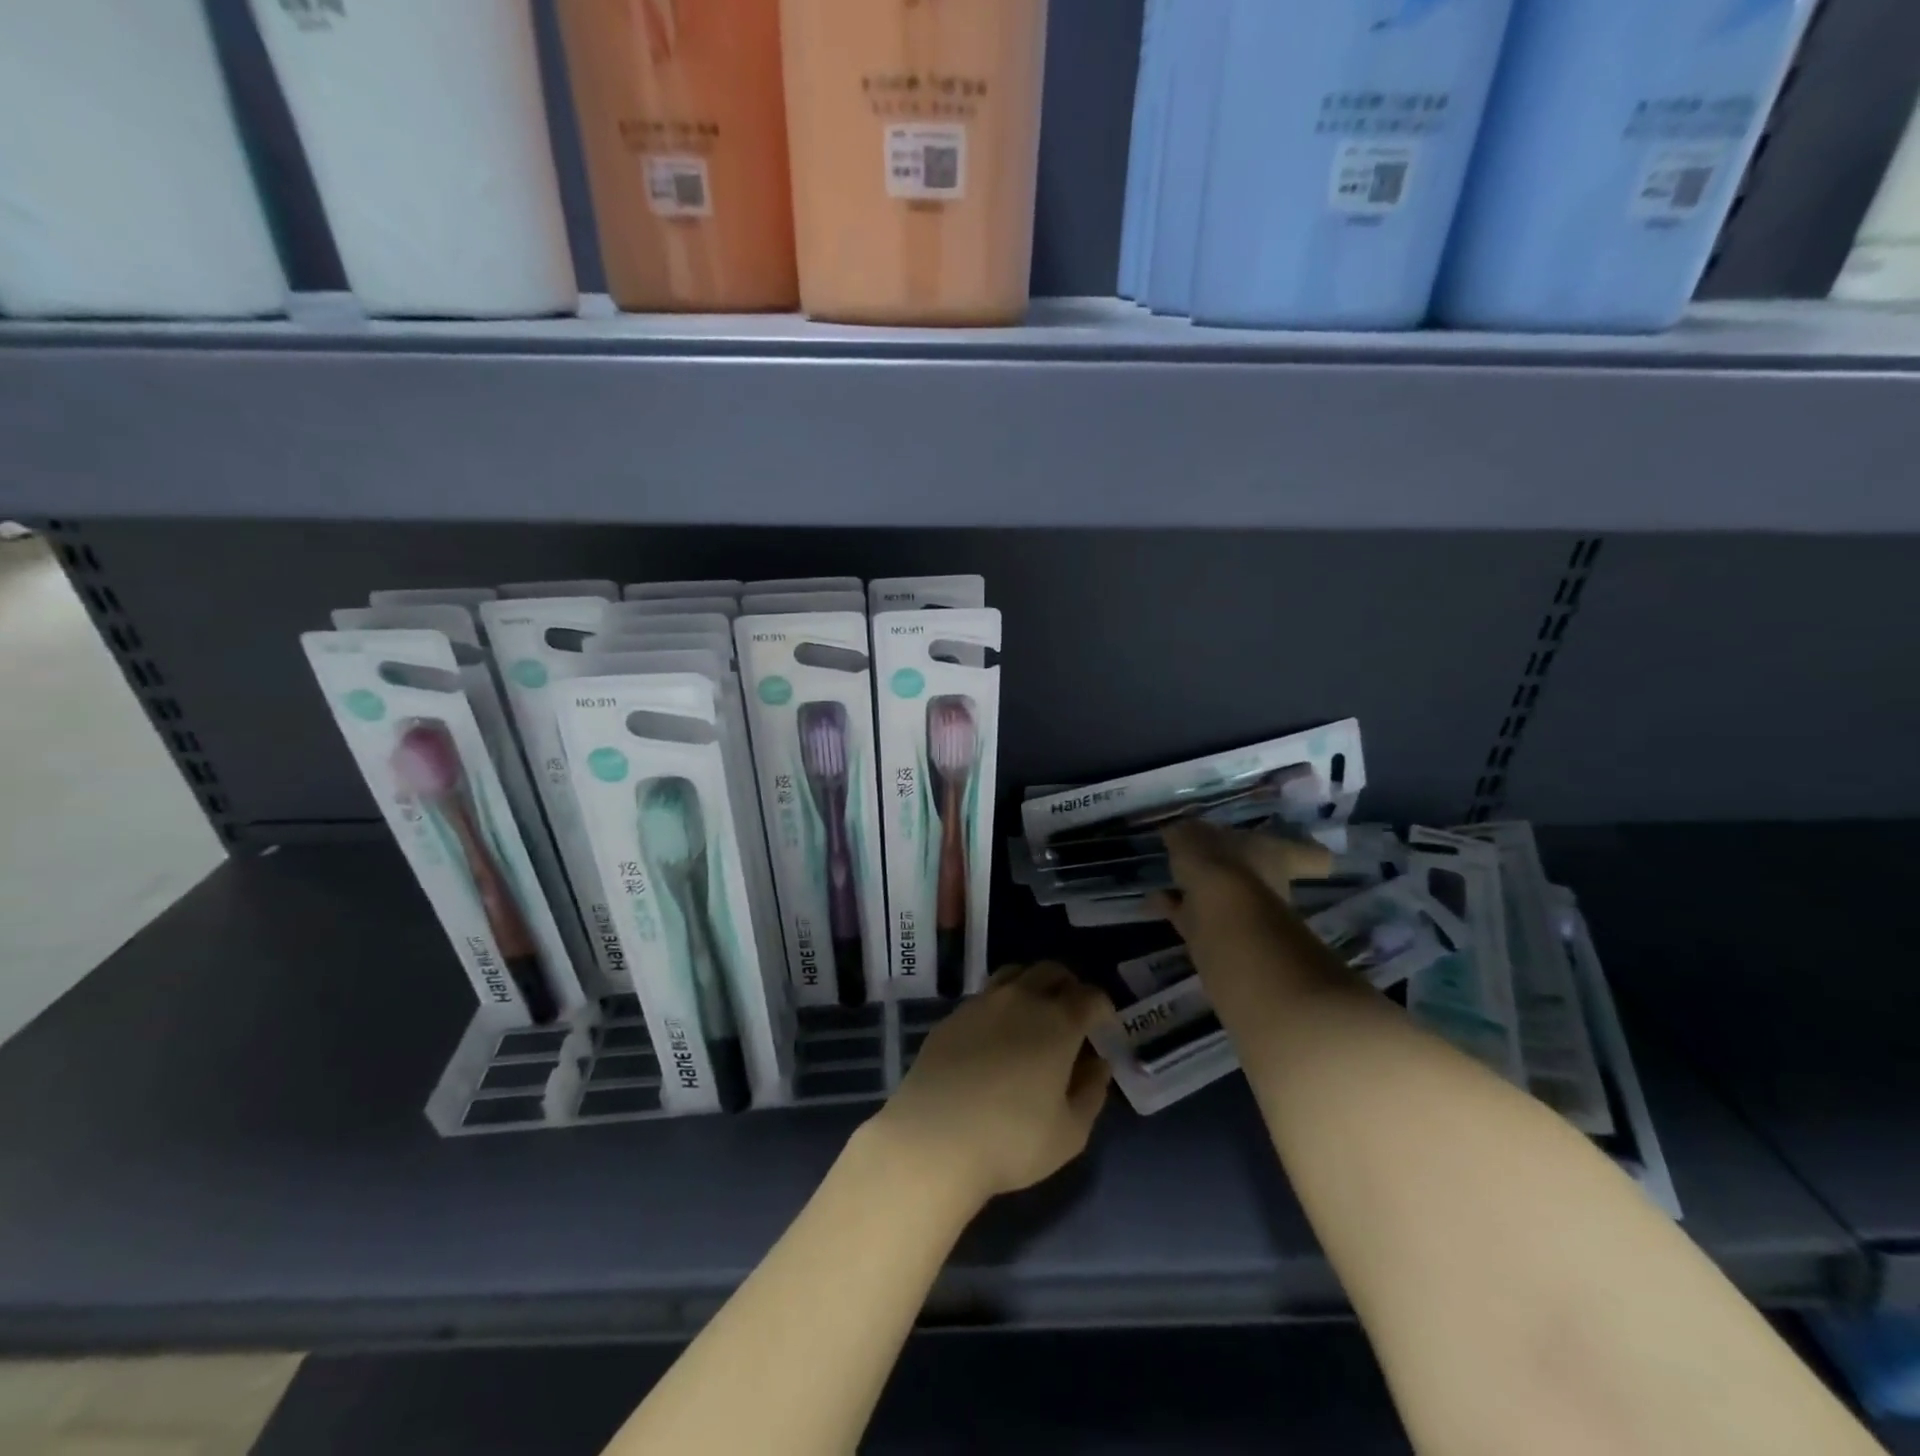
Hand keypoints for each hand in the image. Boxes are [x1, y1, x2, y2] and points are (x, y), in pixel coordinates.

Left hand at [866, 963, 1114, 1205]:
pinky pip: (985, 996)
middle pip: (1051, 970)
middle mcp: (1020, 998)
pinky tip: (996, 1036)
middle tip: (1073, 1015)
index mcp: (1057, 1021)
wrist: (933, 1138)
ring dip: (1032, 985)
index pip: (1090, 996)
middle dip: (1069, 986)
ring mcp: (982, 1002)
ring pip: (1014, 973)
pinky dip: (1000, 1004)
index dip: (1103, 1008)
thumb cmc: (1011, 1140)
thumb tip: (1098, 1064)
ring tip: (1034, 1015)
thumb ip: (1091, 1092)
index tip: (1104, 1029)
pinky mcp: (952, 1015)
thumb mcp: (1070, 1132)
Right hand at [1152, 820, 1328, 949]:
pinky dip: (1179, 911)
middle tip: (1203, 862)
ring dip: (1201, 894)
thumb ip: (1185, 834)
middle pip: (1261, 877)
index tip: (1308, 850)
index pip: (1309, 855)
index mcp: (1276, 855)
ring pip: (1227, 900)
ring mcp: (1250, 917)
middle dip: (1234, 872)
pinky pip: (1201, 920)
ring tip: (1168, 883)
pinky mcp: (1226, 941)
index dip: (1308, 853)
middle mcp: (1270, 886)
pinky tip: (1156, 902)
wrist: (1226, 929)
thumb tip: (1178, 832)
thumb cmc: (1221, 869)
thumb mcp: (1194, 838)